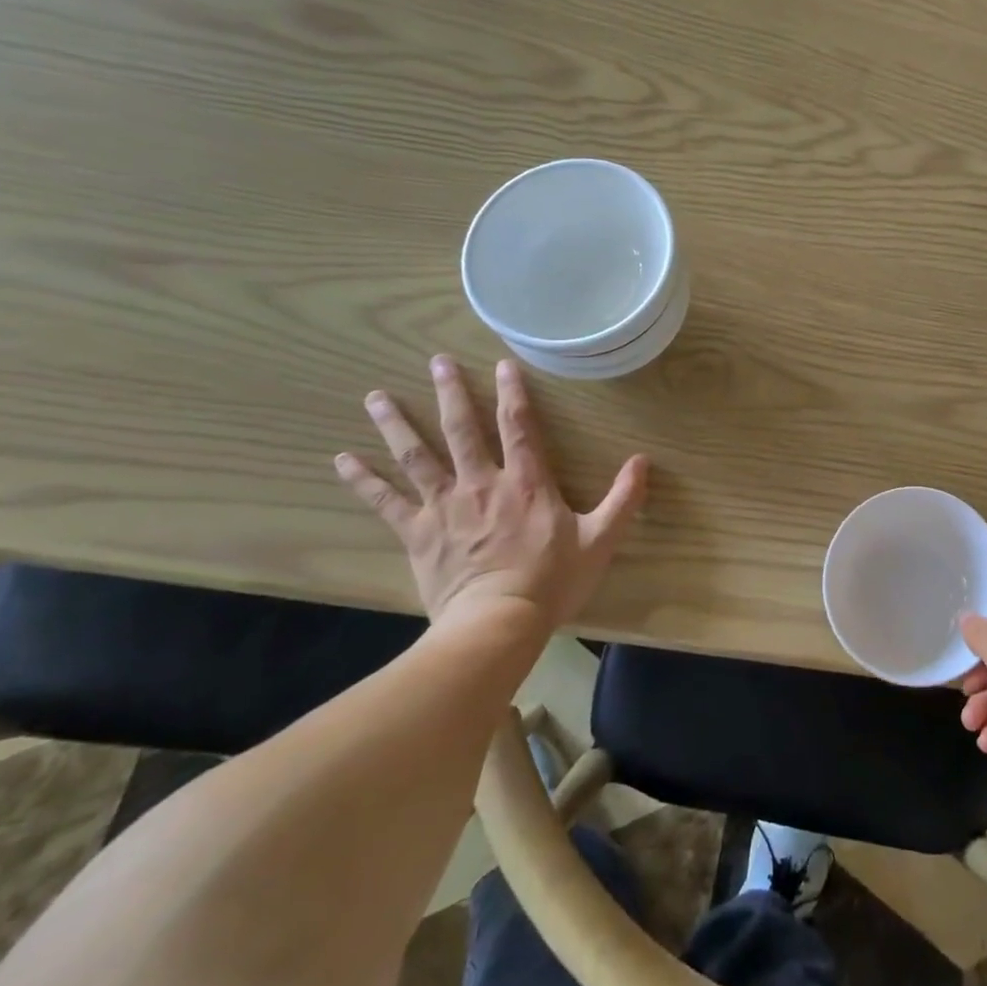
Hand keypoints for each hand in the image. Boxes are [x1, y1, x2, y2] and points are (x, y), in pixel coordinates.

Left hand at [335, 355, 647, 636]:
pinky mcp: (418, 532)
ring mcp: (445, 506)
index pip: (519, 426)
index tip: (502, 363)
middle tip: (437, 362)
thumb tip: (643, 461)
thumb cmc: (552, 581)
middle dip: (450, 393)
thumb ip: (624, 498)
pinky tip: (343, 460)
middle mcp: (482, 484)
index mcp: (527, 483)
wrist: (497, 623)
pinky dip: (364, 480)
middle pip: (462, 429)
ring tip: (376, 396)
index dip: (513, 392)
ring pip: (417, 456)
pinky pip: (386, 501)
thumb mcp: (601, 539)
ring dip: (396, 424)